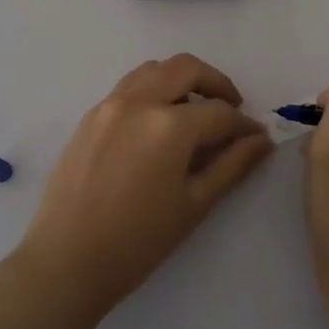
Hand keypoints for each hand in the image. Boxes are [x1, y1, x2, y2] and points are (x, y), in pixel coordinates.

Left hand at [16, 54, 273, 316]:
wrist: (68, 260)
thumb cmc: (139, 241)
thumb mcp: (195, 203)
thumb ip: (232, 165)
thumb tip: (261, 139)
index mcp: (169, 125)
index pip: (219, 112)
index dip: (244, 124)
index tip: (257, 137)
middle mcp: (139, 101)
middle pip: (187, 68)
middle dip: (216, 84)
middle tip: (230, 109)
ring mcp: (110, 104)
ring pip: (154, 69)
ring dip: (181, 80)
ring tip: (194, 110)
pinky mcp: (90, 115)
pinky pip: (128, 87)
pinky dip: (152, 90)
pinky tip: (158, 123)